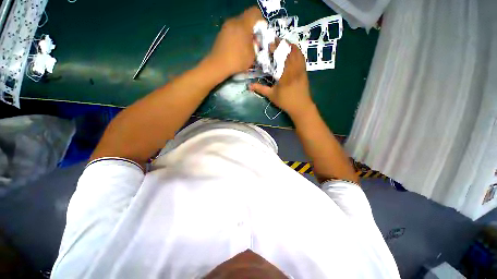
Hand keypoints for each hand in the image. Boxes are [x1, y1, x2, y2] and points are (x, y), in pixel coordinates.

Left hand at [207, 7, 262, 76]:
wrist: (218, 65)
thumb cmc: (237, 60)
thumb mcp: (252, 56)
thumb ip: (256, 45)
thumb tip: (255, 41)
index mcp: (243, 24)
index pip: (255, 12)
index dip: (261, 21)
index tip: (261, 33)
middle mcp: (233, 21)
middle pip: (247, 19)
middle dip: (252, 29)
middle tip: (254, 42)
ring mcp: (226, 27)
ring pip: (239, 25)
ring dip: (244, 34)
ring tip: (245, 47)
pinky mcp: (221, 33)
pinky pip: (233, 31)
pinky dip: (237, 37)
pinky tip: (237, 48)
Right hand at [250, 42, 313, 118]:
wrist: (301, 107)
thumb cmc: (286, 102)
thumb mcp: (272, 96)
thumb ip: (261, 89)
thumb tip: (249, 86)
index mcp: (285, 74)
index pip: (281, 56)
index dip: (276, 48)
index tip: (270, 44)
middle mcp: (295, 69)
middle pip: (290, 51)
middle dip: (283, 44)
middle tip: (276, 41)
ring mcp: (301, 69)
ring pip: (298, 53)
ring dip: (291, 46)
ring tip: (284, 45)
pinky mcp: (305, 72)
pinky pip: (302, 58)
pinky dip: (297, 52)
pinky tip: (293, 52)